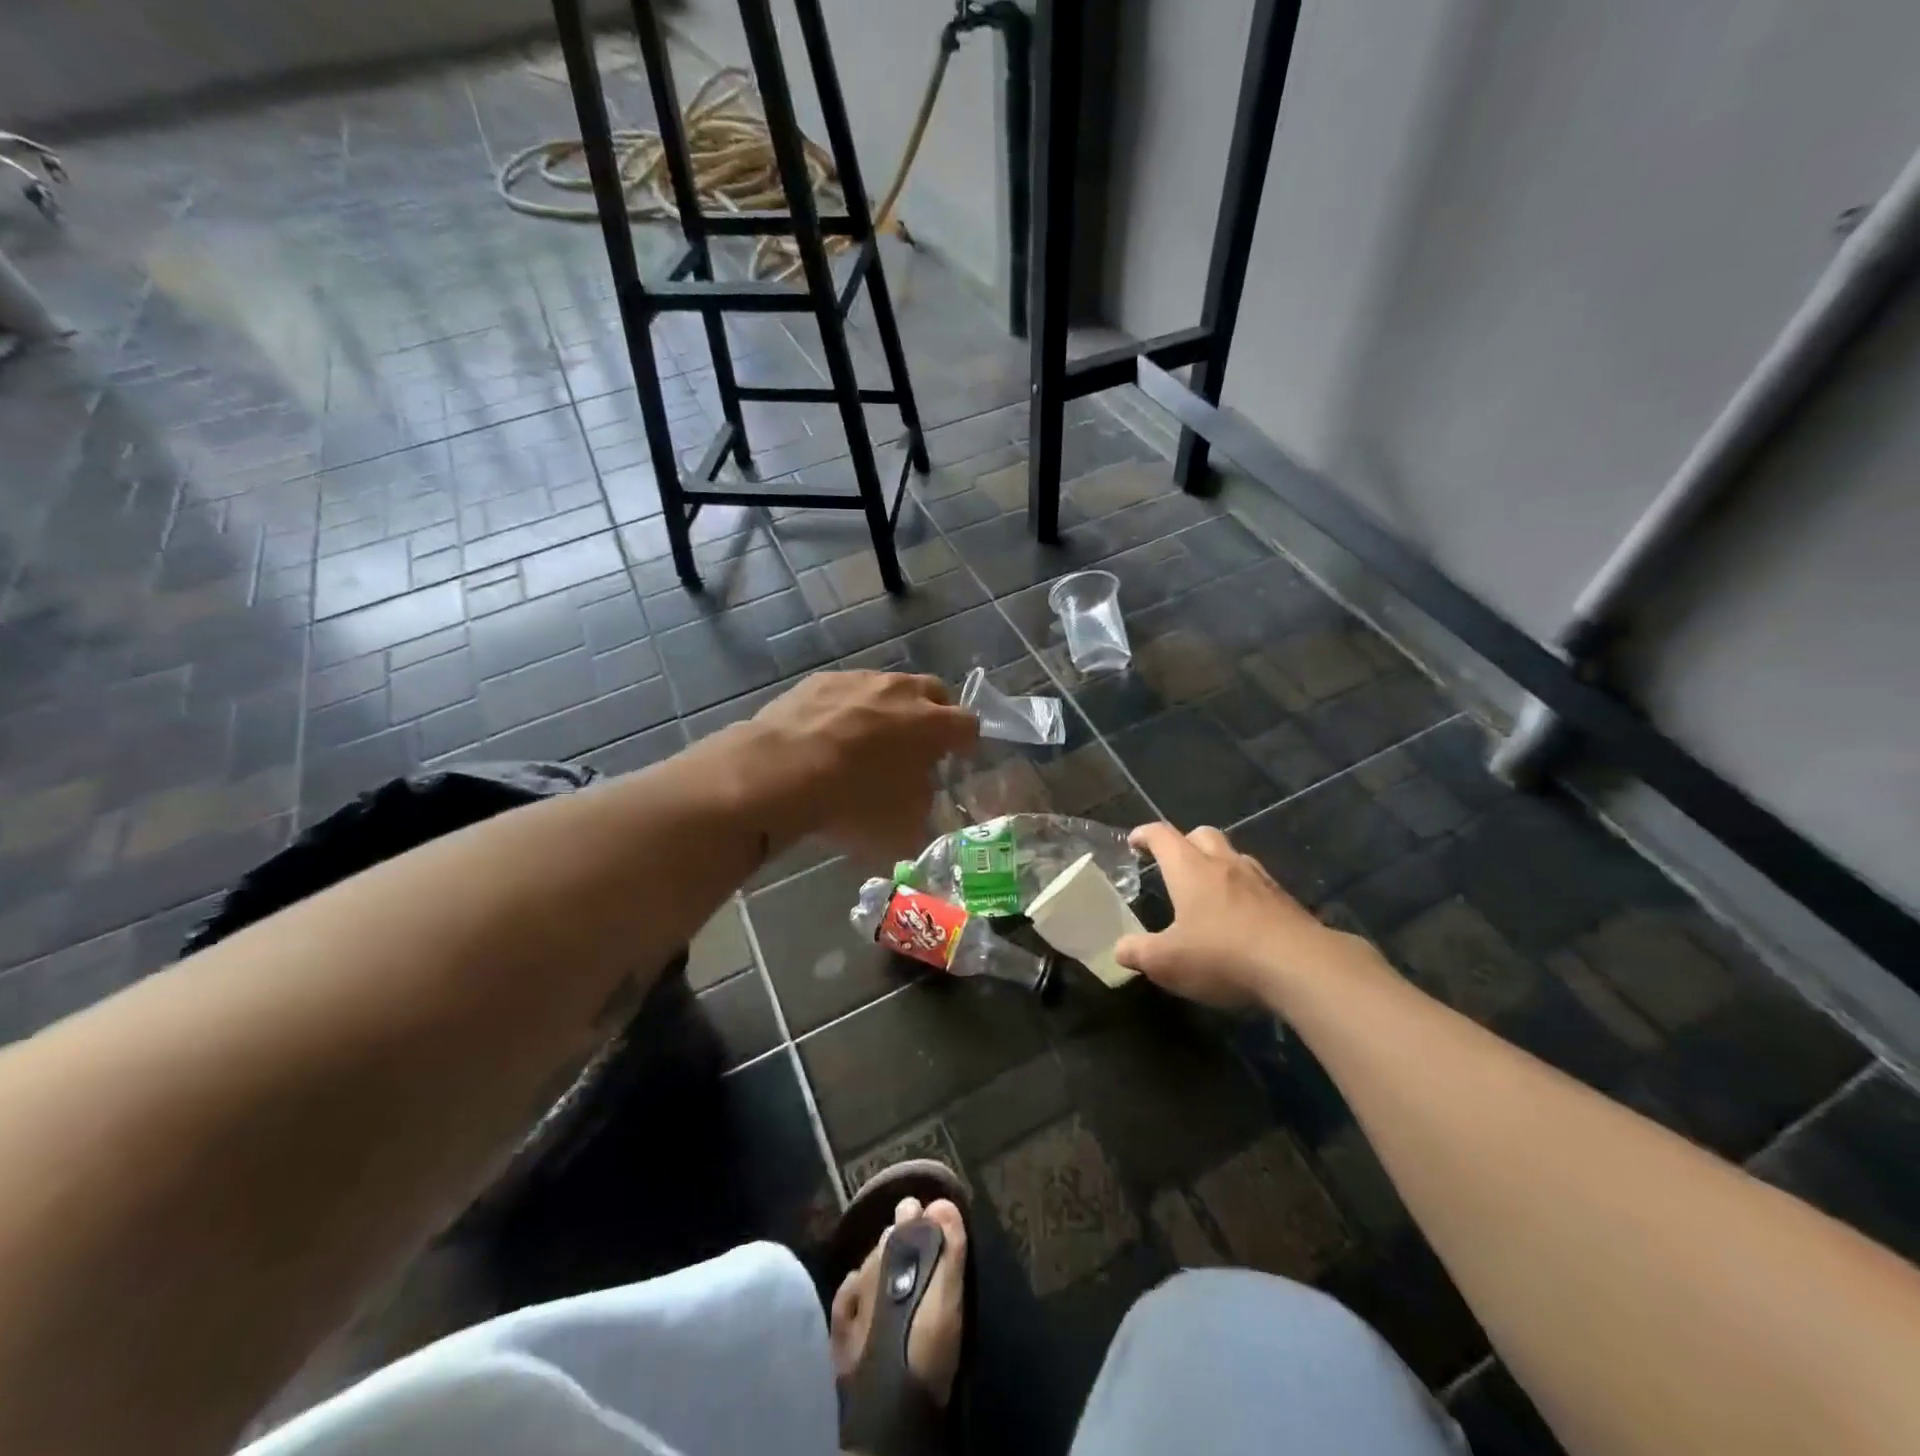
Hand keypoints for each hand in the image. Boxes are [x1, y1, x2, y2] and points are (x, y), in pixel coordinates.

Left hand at [750, 671, 978, 856]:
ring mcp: (860, 680)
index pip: (968, 725)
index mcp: (931, 724)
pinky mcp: (821, 680)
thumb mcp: (903, 826)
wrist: (778, 774)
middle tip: (920, 743)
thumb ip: (924, 804)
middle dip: (934, 715)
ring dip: (890, 708)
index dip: (966, 744)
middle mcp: (901, 691)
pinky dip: (850, 708)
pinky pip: (848, 691)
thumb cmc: (851, 802)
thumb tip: (921, 792)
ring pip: (889, 688)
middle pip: (933, 693)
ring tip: (871, 738)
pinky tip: (830, 734)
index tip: (958, 759)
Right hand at [1114, 823, 1355, 1008]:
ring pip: (1234, 856)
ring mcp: (1260, 880)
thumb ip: (1139, 952)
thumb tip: (1120, 948)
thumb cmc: (1223, 955)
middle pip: (1203, 834)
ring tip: (1209, 890)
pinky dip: (1244, 891)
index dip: (1145, 834)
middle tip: (1174, 863)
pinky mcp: (1286, 902)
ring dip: (1218, 864)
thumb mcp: (1167, 962)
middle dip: (1185, 842)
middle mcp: (1224, 864)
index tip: (1134, 841)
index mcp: (1190, 869)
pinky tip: (1242, 918)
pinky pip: (1258, 884)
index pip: (1162, 835)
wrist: (1301, 967)